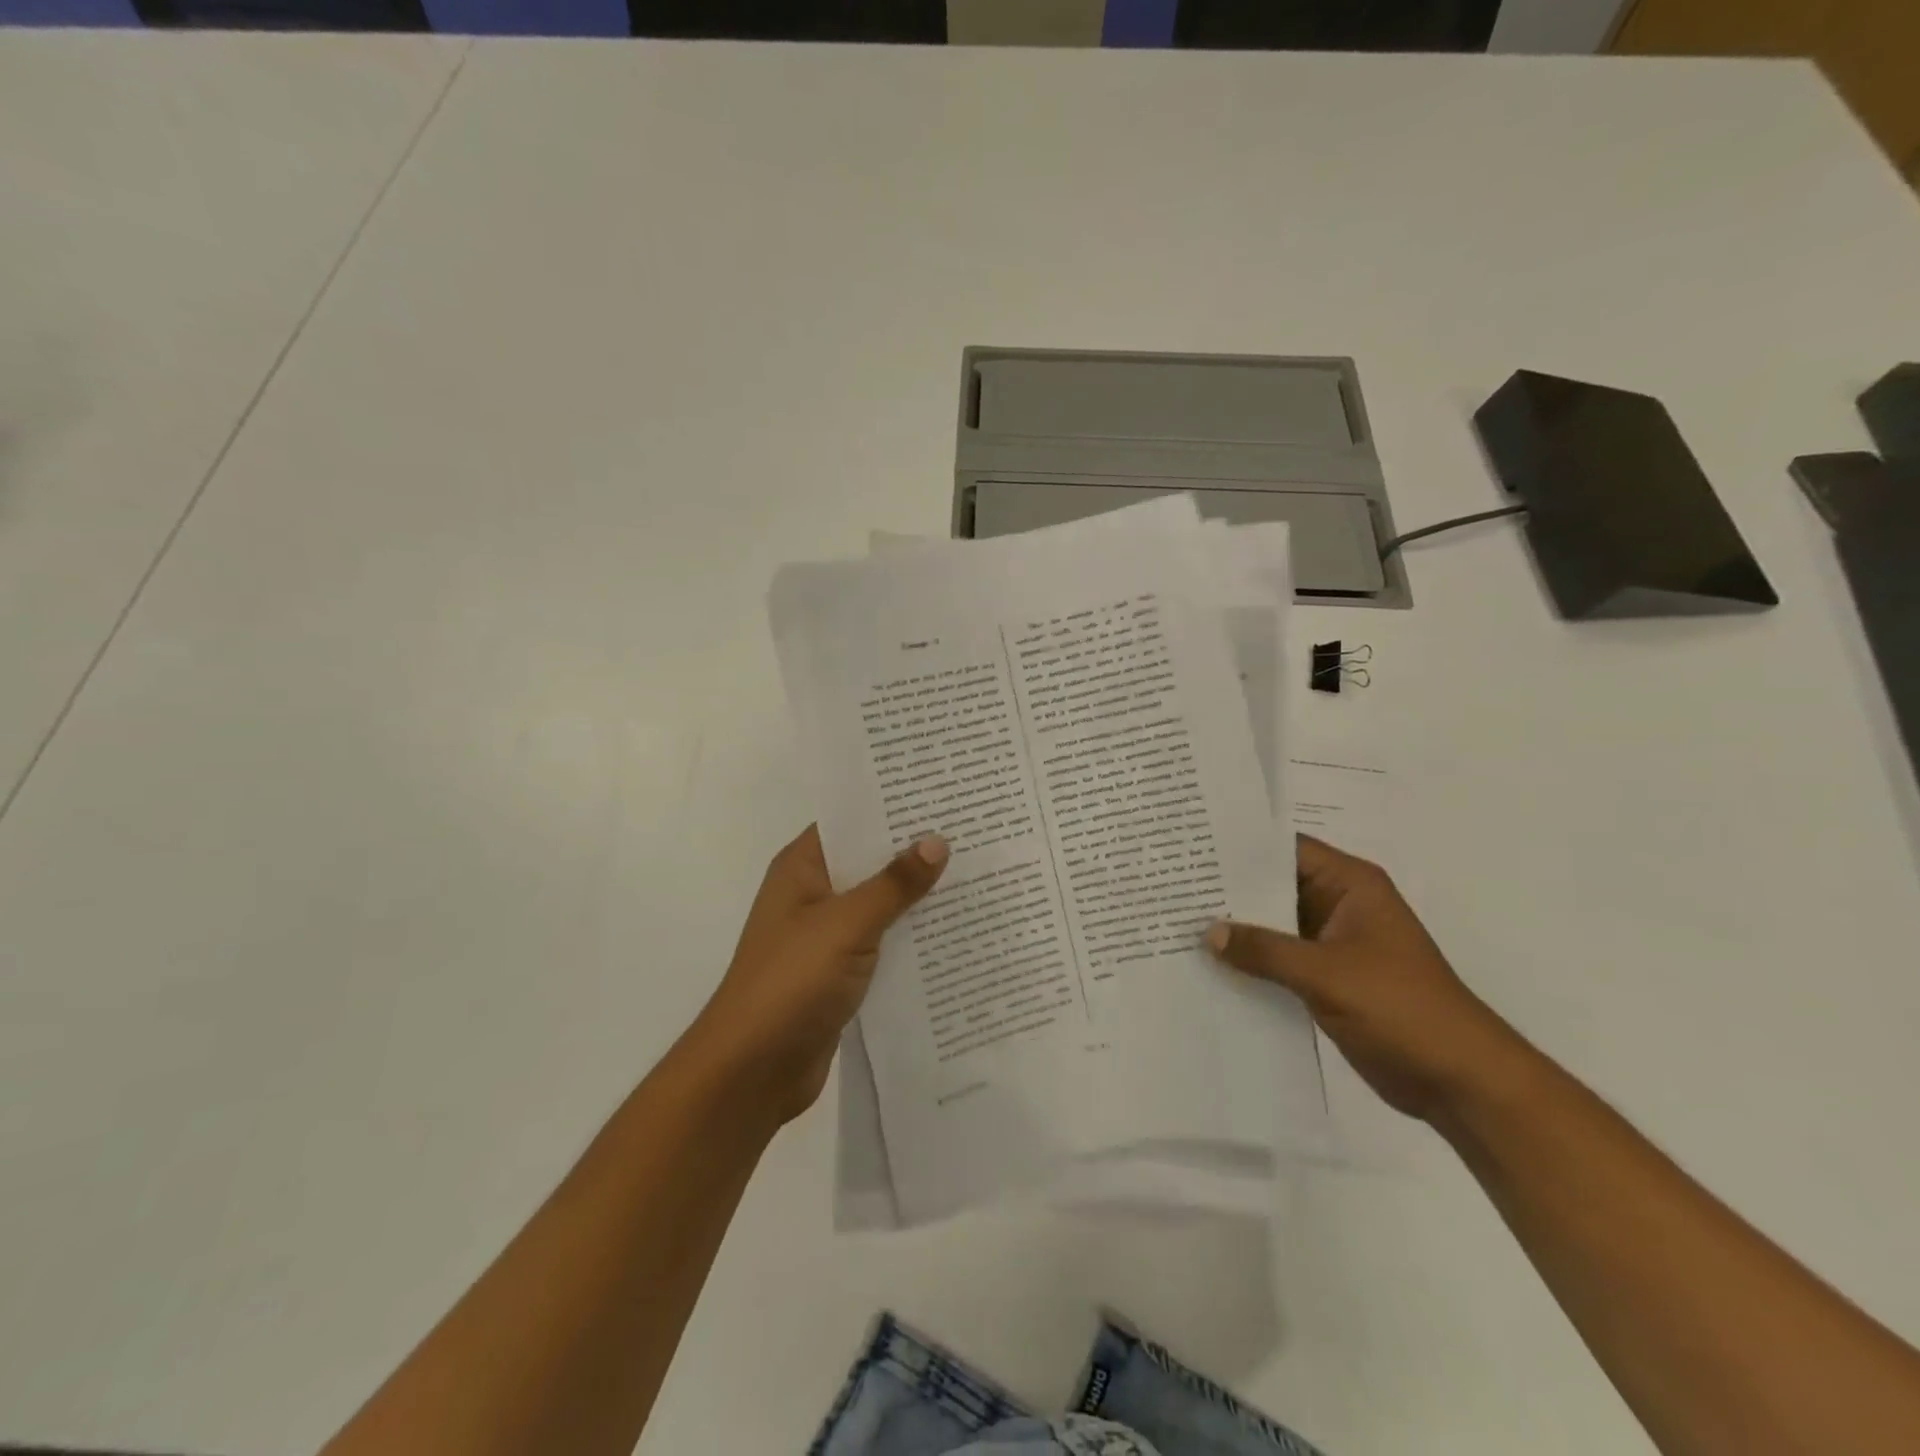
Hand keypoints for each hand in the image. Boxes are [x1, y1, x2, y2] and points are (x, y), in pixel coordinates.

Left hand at [689, 825, 947, 1123]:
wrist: (752, 1071)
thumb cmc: (791, 981)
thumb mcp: (847, 924)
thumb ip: (894, 884)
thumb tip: (937, 841)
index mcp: (802, 868)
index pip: (851, 821)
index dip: (892, 807)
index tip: (941, 794)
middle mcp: (813, 894)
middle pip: (869, 861)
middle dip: (914, 851)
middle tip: (972, 832)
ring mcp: (825, 936)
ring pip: (879, 904)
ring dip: (916, 896)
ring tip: (976, 874)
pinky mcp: (839, 973)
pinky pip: (881, 943)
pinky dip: (910, 937)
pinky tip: (954, 931)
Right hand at [1206, 836, 1521, 1121]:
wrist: (1460, 1082)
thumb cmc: (1402, 1009)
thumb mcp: (1327, 974)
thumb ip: (1265, 950)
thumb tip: (1208, 933)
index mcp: (1350, 885)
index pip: (1284, 850)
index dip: (1239, 847)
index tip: (1190, 845)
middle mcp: (1338, 905)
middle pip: (1273, 887)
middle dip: (1228, 889)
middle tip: (1171, 885)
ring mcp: (1332, 944)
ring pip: (1273, 925)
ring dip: (1236, 929)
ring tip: (1177, 921)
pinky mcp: (1327, 978)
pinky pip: (1279, 959)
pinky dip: (1250, 961)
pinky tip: (1208, 965)